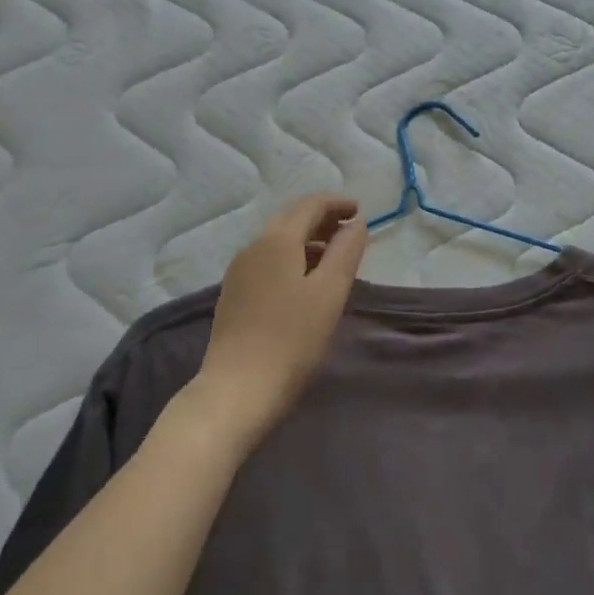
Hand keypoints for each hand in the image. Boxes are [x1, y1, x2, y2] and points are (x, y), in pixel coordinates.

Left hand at [188, 194, 368, 449]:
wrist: (235, 392)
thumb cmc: (291, 339)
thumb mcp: (330, 292)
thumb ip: (346, 251)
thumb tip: (357, 224)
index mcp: (277, 240)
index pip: (310, 205)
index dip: (337, 203)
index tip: (360, 210)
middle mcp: (253, 247)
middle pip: (291, 219)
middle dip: (322, 219)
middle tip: (349, 230)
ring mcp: (239, 272)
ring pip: (278, 241)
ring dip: (308, 240)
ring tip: (333, 258)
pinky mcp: (233, 296)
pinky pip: (268, 262)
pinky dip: (292, 258)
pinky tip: (305, 283)